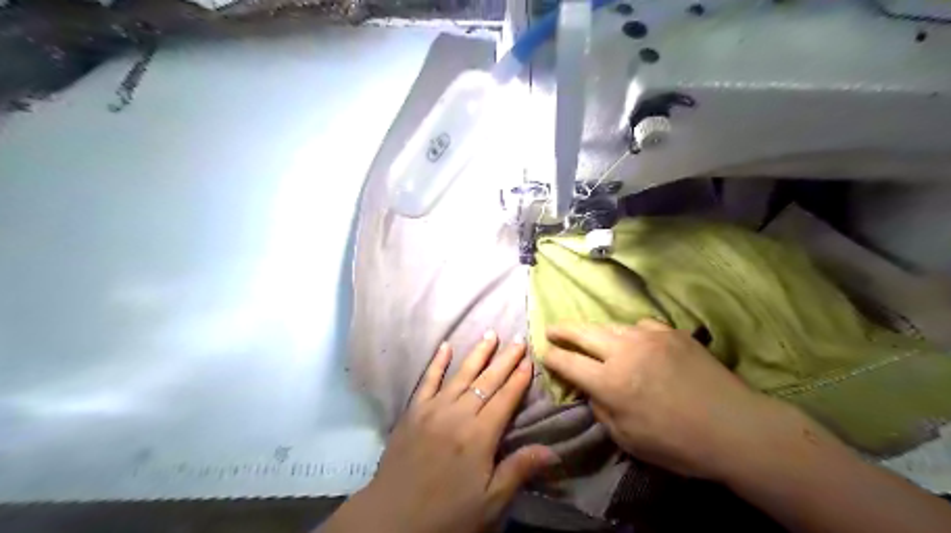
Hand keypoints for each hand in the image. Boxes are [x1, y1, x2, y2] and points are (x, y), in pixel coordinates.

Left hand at [322, 331, 559, 531]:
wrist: (392, 518)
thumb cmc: (447, 513)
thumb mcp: (490, 501)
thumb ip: (519, 469)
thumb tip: (554, 451)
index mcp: (480, 435)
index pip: (505, 398)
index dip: (519, 378)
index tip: (530, 360)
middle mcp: (459, 413)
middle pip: (487, 381)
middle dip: (505, 359)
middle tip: (518, 340)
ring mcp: (433, 408)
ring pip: (461, 374)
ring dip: (478, 353)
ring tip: (491, 334)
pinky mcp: (414, 411)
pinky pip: (428, 380)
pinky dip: (437, 362)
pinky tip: (446, 346)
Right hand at [543, 319, 788, 480]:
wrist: (735, 427)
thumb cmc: (678, 443)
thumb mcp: (628, 439)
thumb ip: (602, 410)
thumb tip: (592, 390)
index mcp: (610, 382)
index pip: (568, 362)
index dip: (552, 357)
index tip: (545, 354)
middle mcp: (624, 352)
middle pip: (583, 332)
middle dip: (562, 330)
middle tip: (551, 329)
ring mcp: (649, 337)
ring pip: (610, 325)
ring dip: (595, 331)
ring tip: (591, 336)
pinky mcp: (671, 332)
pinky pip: (640, 326)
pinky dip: (631, 333)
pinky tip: (637, 343)